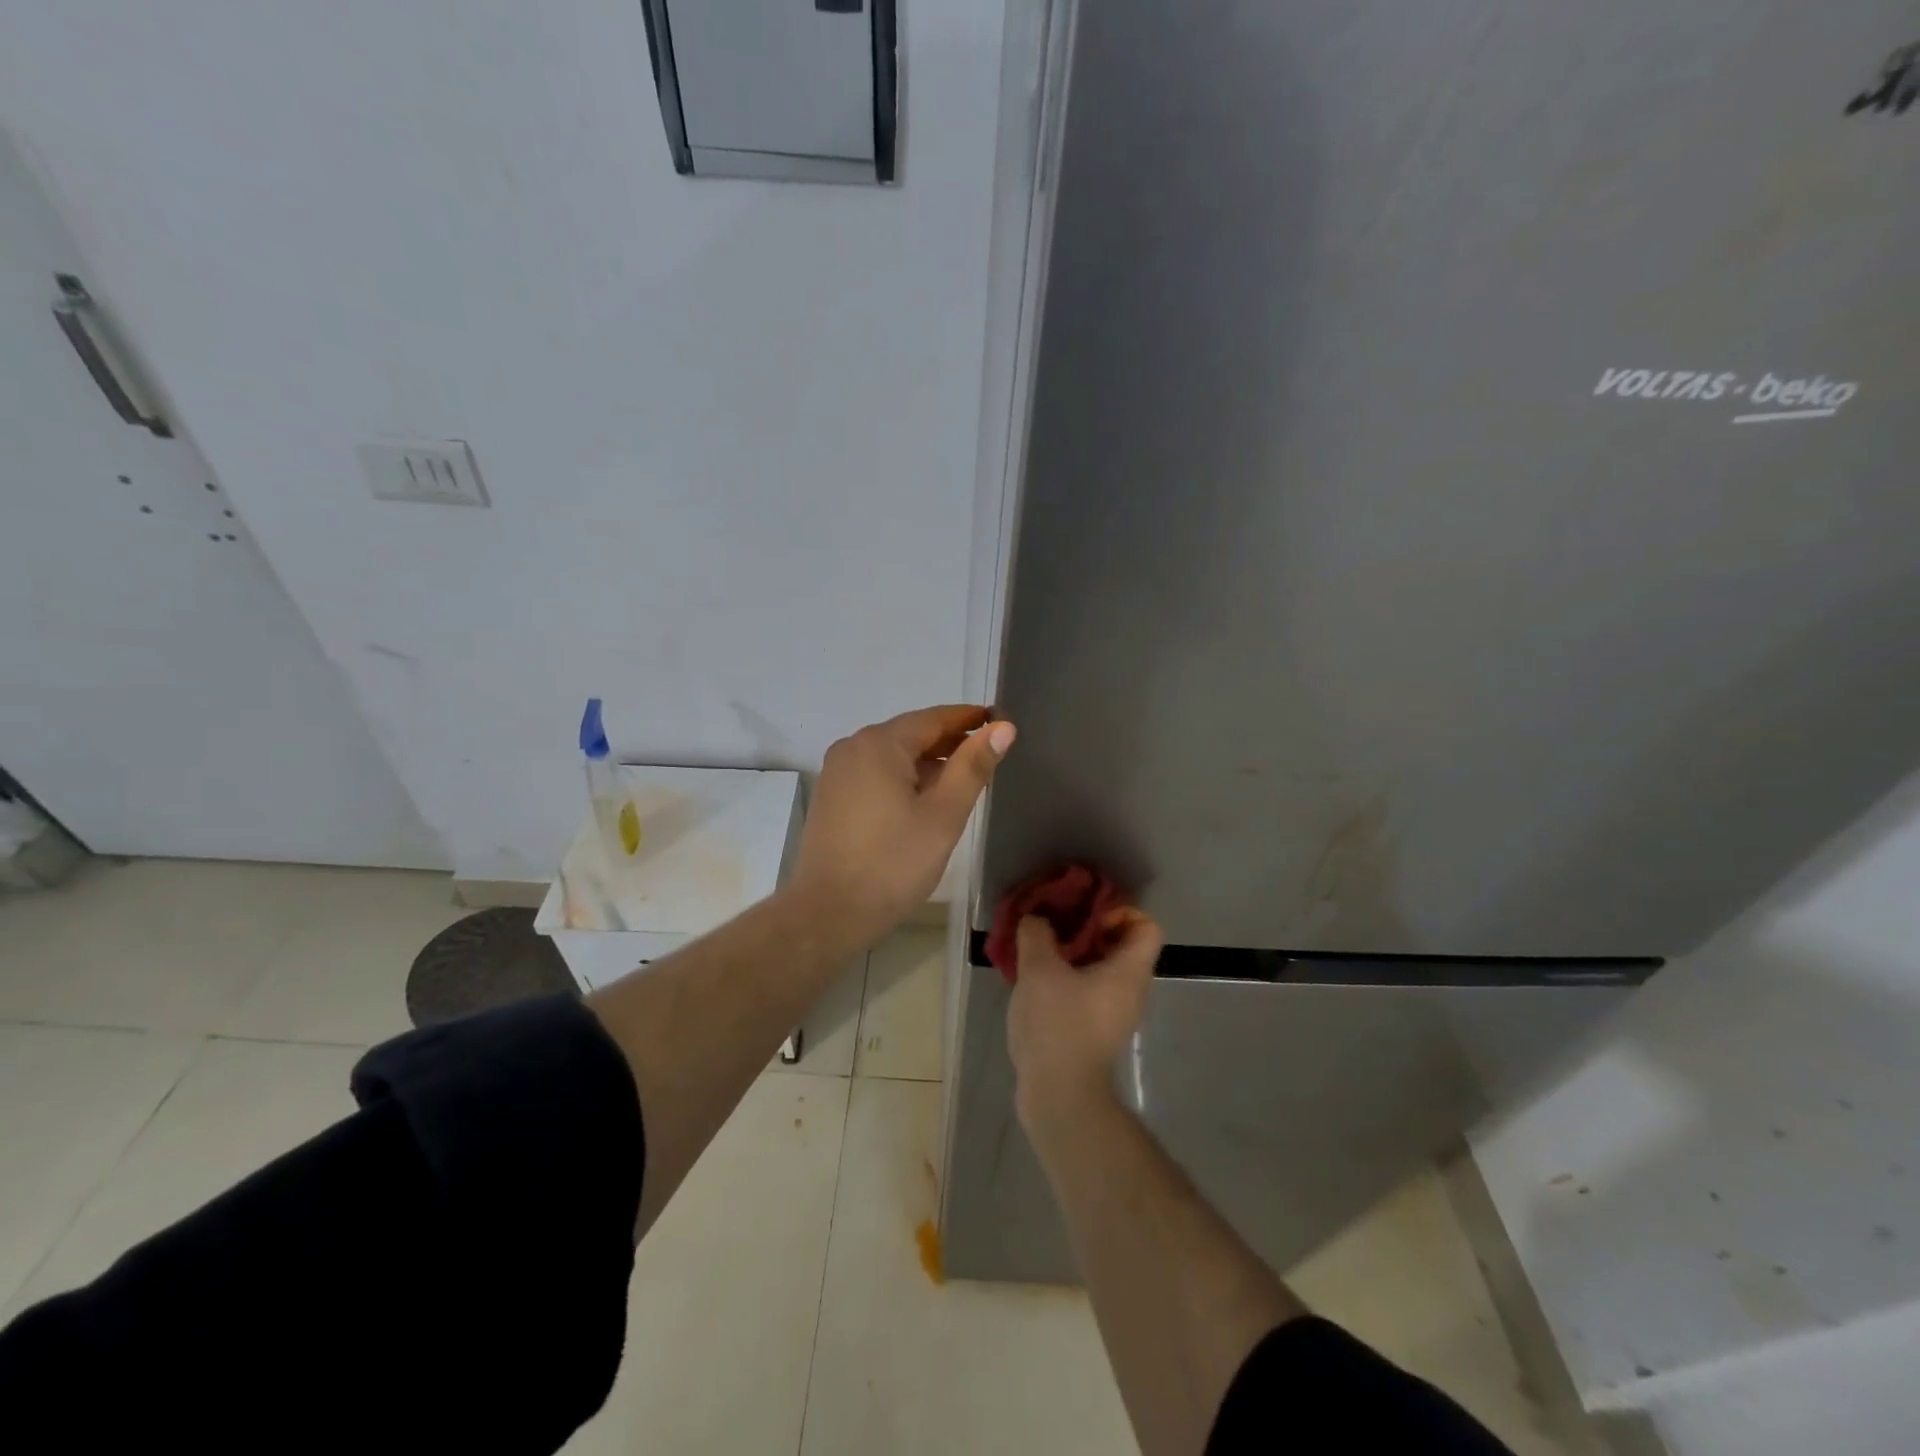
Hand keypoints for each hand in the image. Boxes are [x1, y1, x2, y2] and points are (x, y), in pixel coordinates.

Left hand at [786, 704, 1015, 949]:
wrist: (829, 912)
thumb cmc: (893, 863)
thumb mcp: (943, 815)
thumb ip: (973, 767)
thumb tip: (1003, 728)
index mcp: (880, 743)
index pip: (934, 718)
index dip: (970, 719)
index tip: (1000, 721)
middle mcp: (853, 746)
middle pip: (911, 734)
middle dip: (950, 741)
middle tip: (989, 754)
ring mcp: (838, 772)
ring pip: (893, 755)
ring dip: (928, 762)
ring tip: (964, 778)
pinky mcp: (832, 796)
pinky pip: (876, 773)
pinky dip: (904, 777)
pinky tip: (925, 798)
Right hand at [1008, 909, 1163, 1128]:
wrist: (1059, 1096)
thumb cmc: (1057, 1026)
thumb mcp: (1039, 970)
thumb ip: (1037, 934)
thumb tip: (1036, 919)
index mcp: (1129, 972)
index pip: (1147, 926)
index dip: (1119, 912)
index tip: (1084, 917)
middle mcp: (1131, 991)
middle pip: (1122, 946)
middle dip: (1087, 930)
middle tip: (1054, 927)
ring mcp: (1116, 1015)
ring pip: (1102, 970)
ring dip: (1074, 955)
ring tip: (1039, 952)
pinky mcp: (1097, 1033)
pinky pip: (1090, 992)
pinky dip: (1068, 980)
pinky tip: (1037, 983)